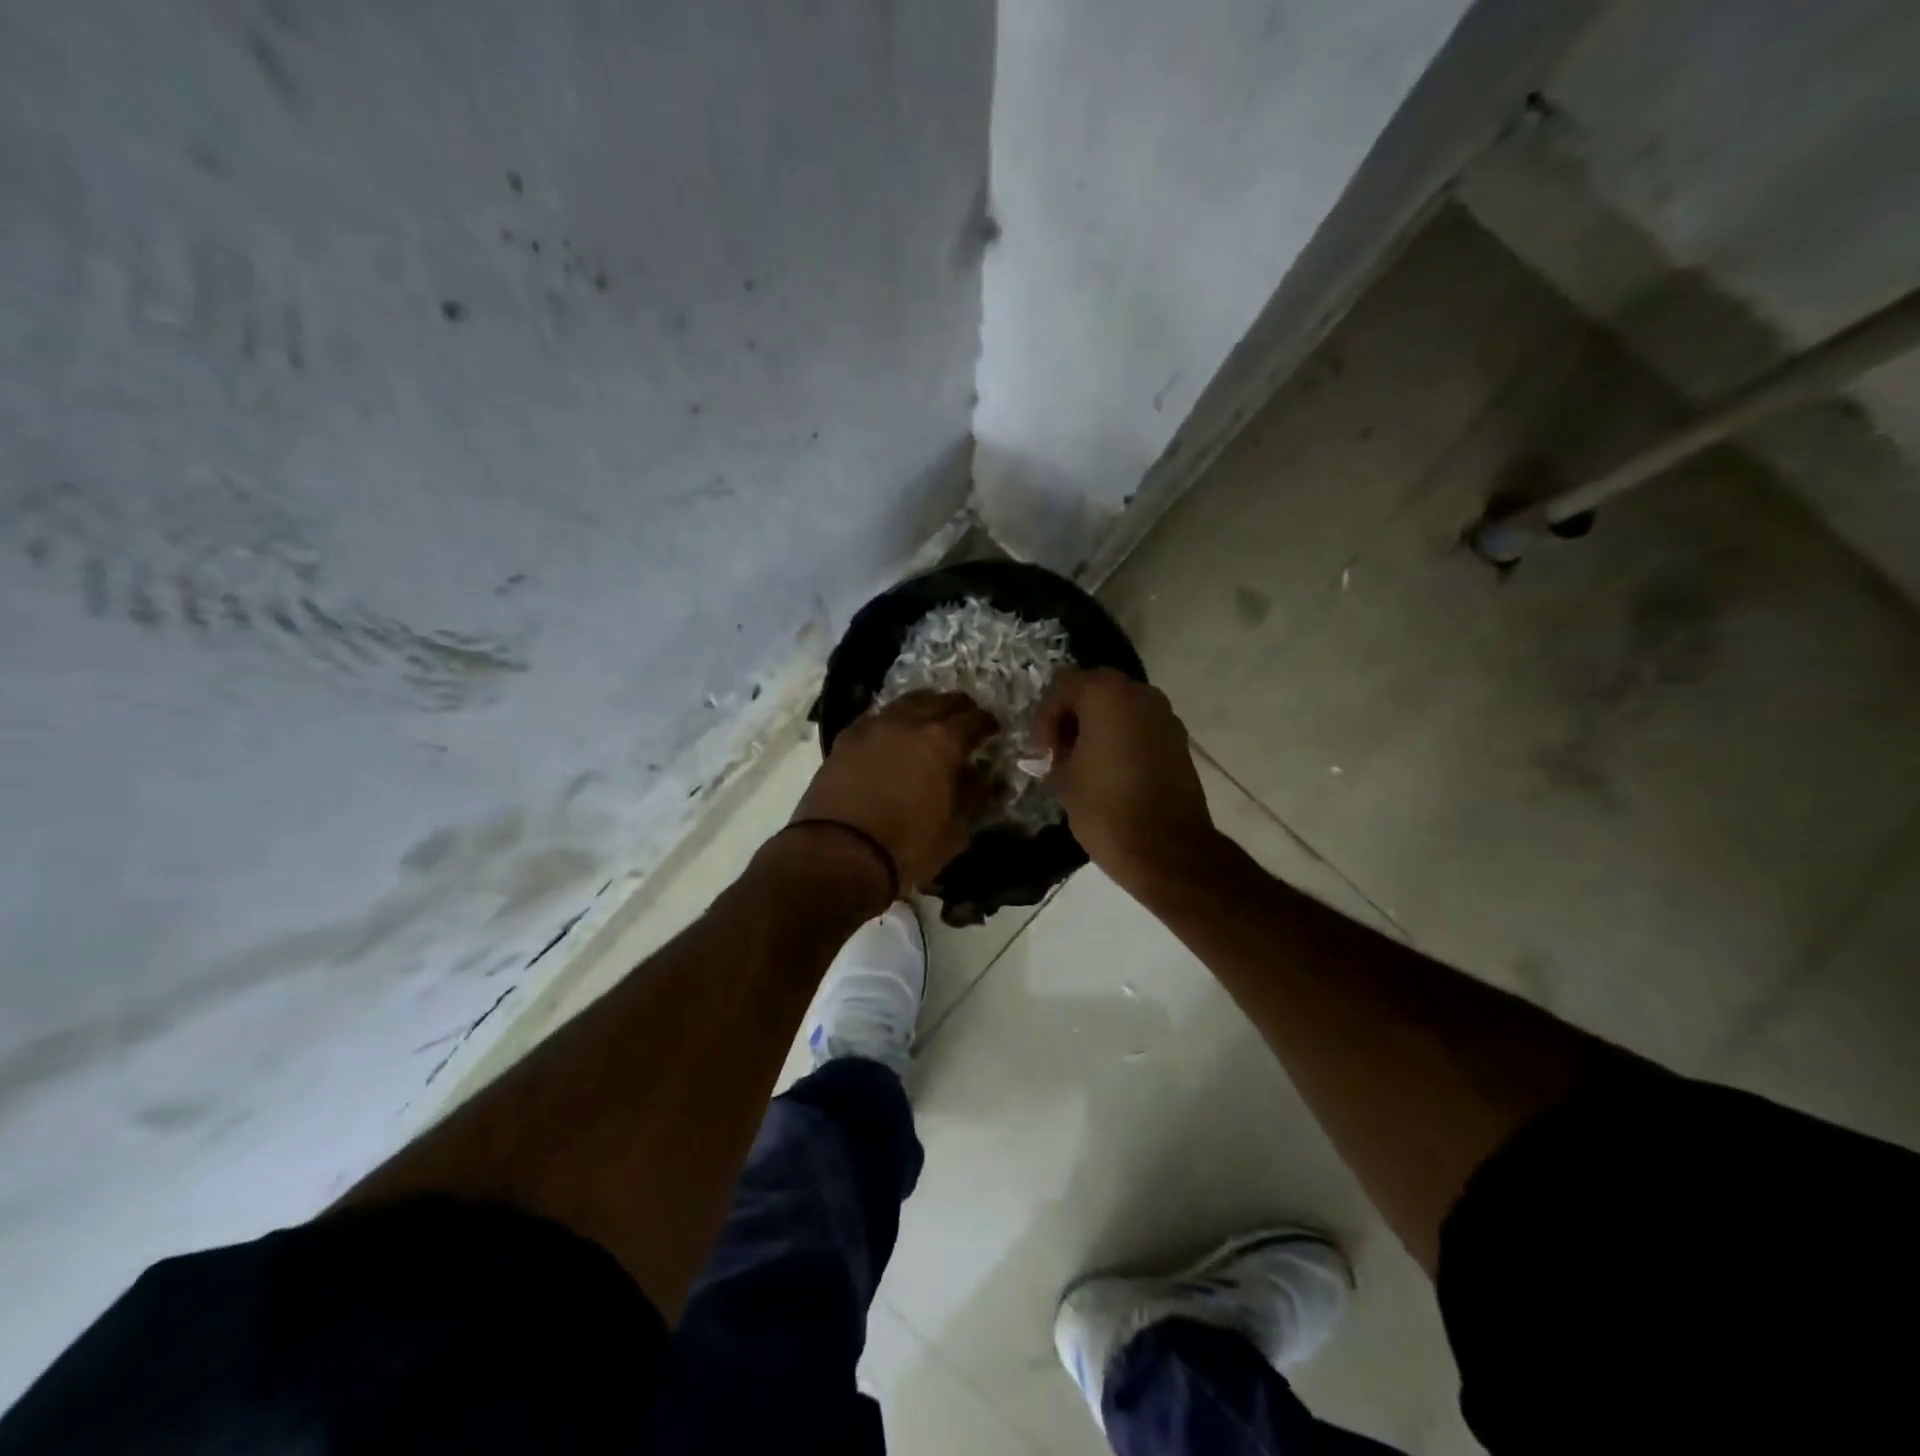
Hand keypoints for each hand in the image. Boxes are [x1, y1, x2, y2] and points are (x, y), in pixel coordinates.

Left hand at [793, 692, 999, 895]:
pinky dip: (892, 722)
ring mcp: (873, 727)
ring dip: (924, 709)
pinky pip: (876, 718)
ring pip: (906, 703)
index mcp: (942, 741)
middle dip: (958, 709)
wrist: (837, 854)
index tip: (993, 731)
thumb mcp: (954, 831)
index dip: (988, 723)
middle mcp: (908, 722)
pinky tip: (892, 737)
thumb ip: (974, 797)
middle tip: (965, 723)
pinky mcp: (845, 739)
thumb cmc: (905, 847)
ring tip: (928, 724)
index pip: (975, 719)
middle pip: (941, 701)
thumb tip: (984, 777)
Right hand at [1036, 669, 1218, 889]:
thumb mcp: (1063, 779)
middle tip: (1058, 751)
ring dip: (1098, 727)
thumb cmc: (1105, 808)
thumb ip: (1055, 753)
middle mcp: (1140, 692)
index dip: (1044, 719)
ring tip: (1083, 762)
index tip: (1041, 752)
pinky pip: (1140, 727)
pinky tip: (1110, 770)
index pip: (1062, 687)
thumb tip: (1058, 754)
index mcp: (1105, 693)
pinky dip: (1122, 739)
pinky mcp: (1179, 740)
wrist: (1166, 848)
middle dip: (1072, 717)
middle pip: (1094, 690)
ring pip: (1120, 708)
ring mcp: (1165, 715)